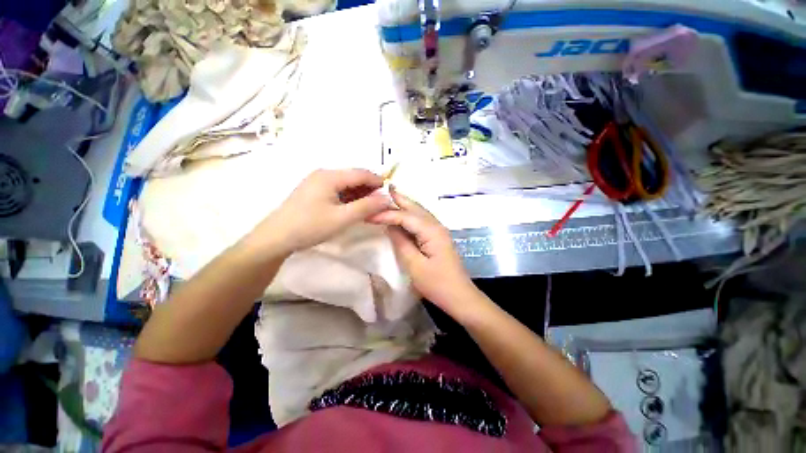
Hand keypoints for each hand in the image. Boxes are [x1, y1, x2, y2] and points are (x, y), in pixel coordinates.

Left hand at [247, 169, 390, 255]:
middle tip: (380, 205)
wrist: (276, 237)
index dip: (378, 181)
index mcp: (330, 176)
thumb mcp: (342, 218)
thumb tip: (387, 198)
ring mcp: (317, 183)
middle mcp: (324, 174)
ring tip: (370, 209)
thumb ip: (366, 207)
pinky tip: (354, 209)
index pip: (361, 173)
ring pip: (346, 185)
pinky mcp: (314, 192)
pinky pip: (337, 191)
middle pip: (354, 178)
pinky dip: (349, 199)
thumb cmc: (310, 226)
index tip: (390, 193)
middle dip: (369, 189)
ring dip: (360, 195)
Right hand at [368, 187, 480, 317]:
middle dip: (398, 199)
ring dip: (404, 205)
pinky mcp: (437, 238)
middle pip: (415, 208)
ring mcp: (438, 231)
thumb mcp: (415, 265)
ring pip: (419, 212)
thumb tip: (390, 226)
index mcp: (431, 231)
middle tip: (381, 190)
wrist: (460, 296)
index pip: (405, 216)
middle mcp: (436, 226)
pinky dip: (409, 216)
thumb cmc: (437, 284)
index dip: (387, 214)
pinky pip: (421, 221)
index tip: (368, 215)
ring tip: (388, 199)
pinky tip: (401, 216)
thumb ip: (401, 243)